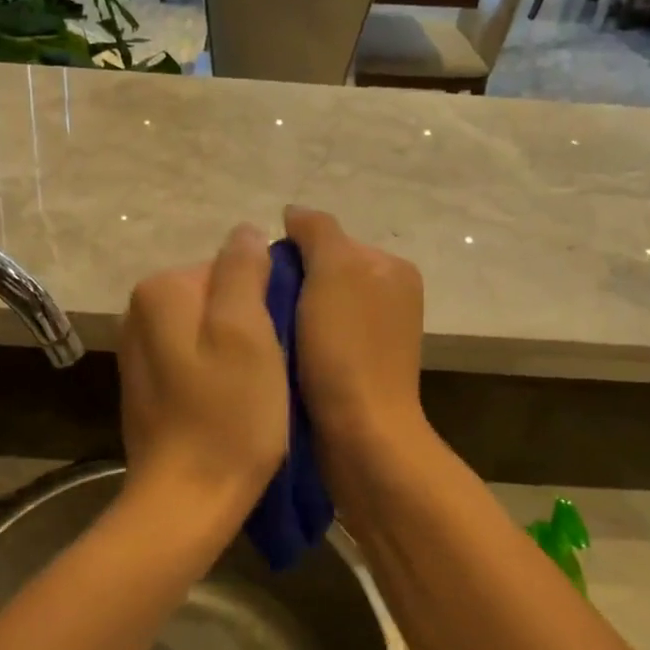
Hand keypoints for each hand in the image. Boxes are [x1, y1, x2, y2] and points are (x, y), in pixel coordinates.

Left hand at [118, 224, 287, 528]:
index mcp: (161, 289)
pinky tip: (234, 403)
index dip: (266, 299)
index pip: (231, 267)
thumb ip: (243, 270)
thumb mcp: (247, 331)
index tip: (282, 339)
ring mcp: (140, 350)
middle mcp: (139, 311)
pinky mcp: (148, 384)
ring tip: (258, 389)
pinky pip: (196, 358)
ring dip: (240, 350)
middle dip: (251, 323)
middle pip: (219, 296)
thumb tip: (247, 232)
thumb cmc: (228, 413)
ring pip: (210, 328)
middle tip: (274, 366)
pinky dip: (220, 372)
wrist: (185, 501)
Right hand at [281, 207, 428, 466]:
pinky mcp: (359, 370)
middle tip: (257, 309)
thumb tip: (294, 213)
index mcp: (392, 268)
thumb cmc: (347, 348)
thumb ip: (316, 232)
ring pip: (316, 310)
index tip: (261, 281)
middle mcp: (390, 297)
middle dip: (289, 287)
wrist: (362, 436)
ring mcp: (377, 336)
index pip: (328, 240)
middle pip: (321, 275)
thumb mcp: (333, 271)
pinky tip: (279, 357)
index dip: (290, 254)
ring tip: (264, 335)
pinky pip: (319, 341)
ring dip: (289, 318)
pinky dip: (297, 344)